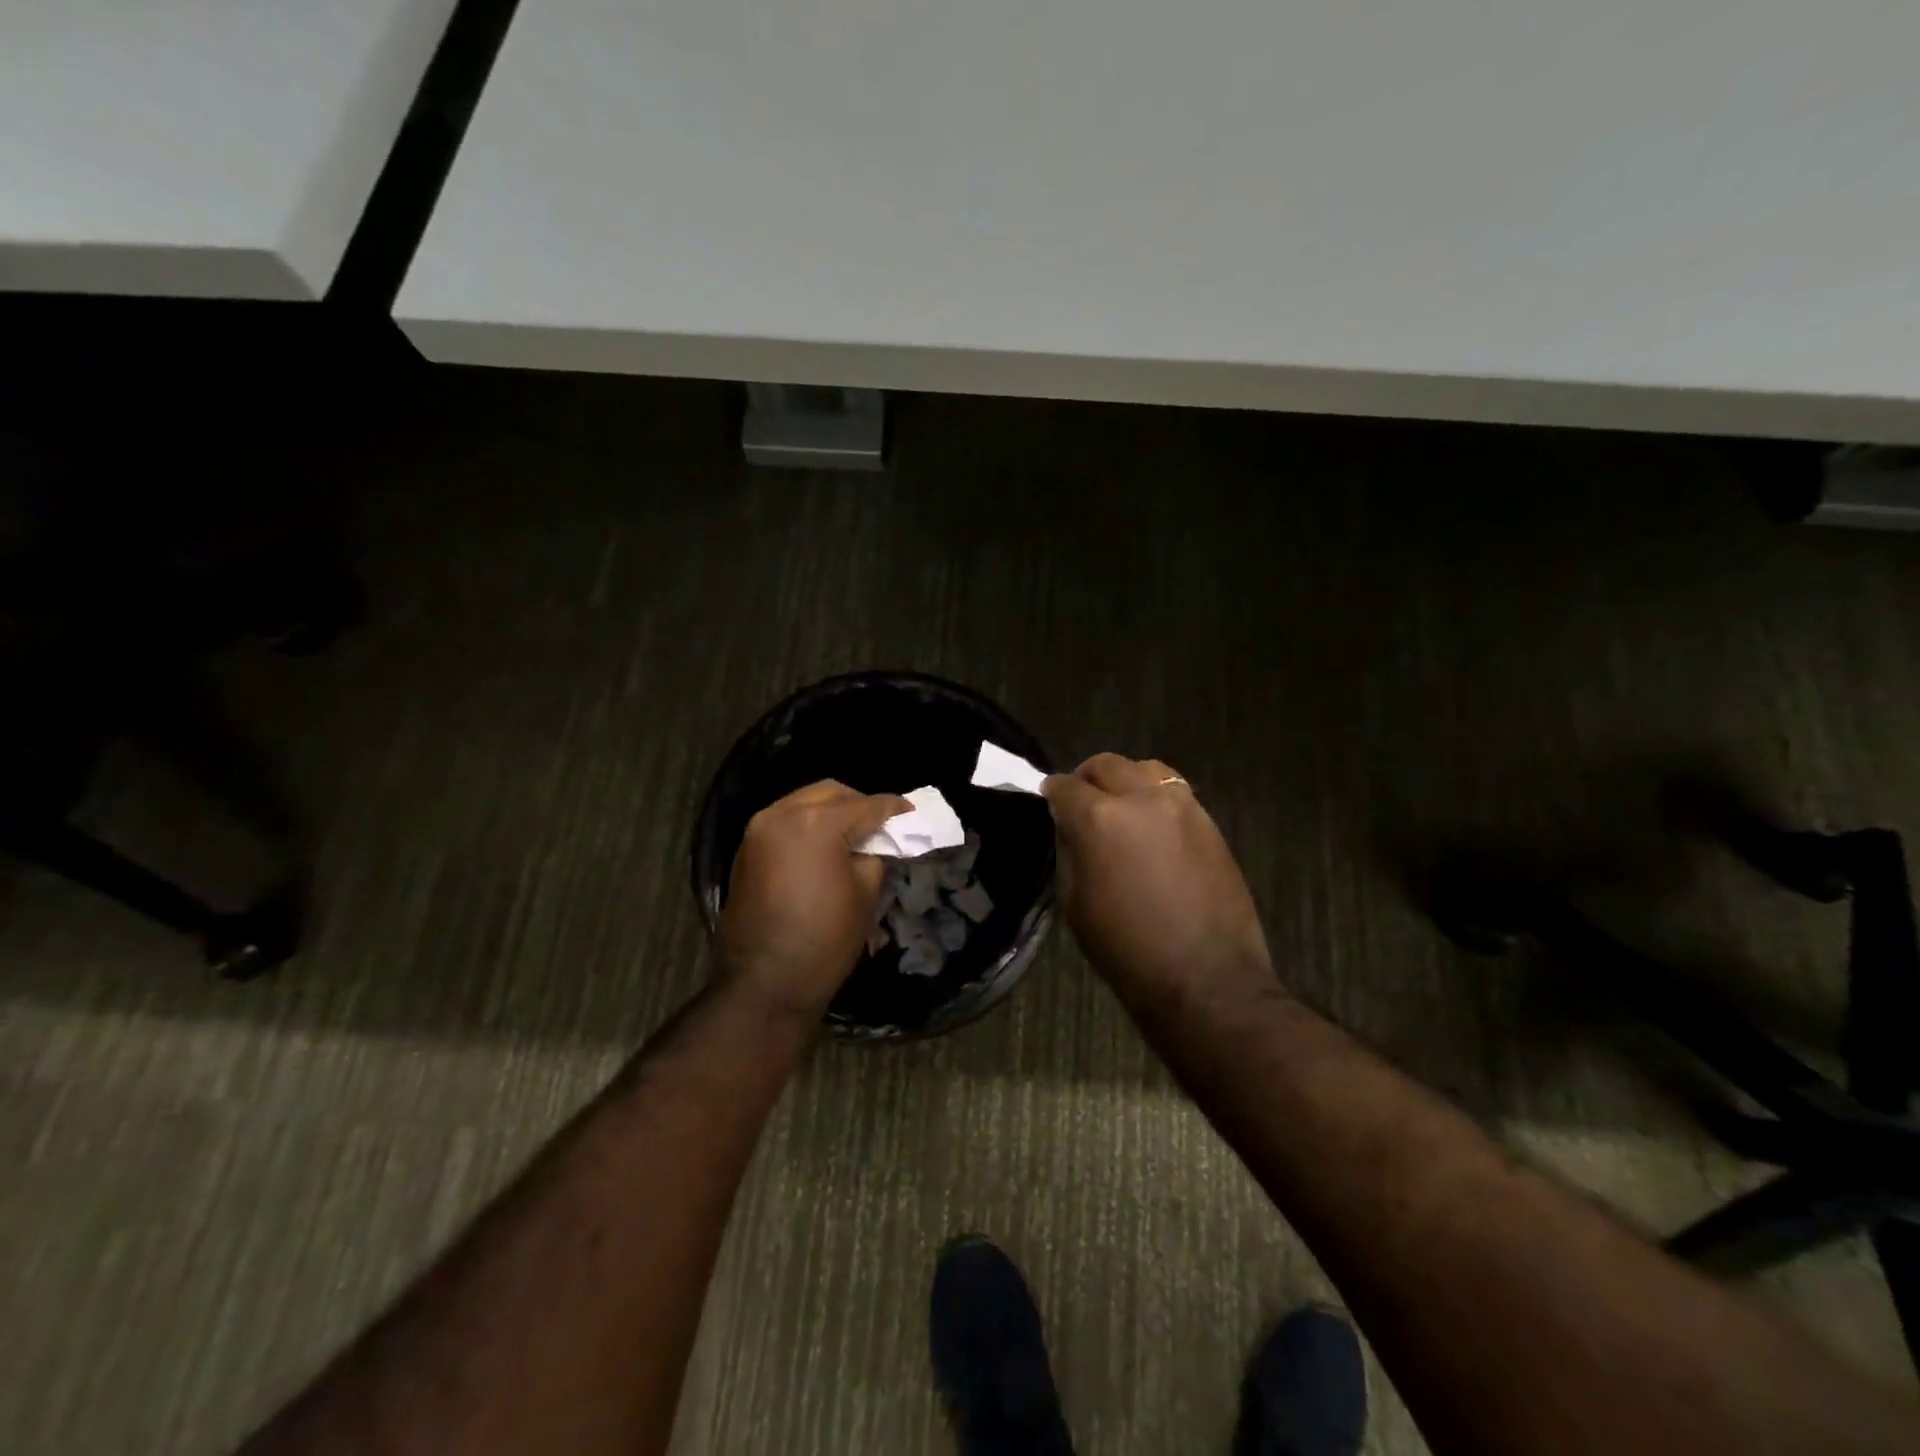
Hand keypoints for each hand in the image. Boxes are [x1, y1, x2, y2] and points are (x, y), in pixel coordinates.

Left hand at [717, 781, 911, 1018]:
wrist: (764, 983)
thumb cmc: (825, 939)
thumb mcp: (866, 893)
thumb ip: (875, 855)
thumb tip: (876, 843)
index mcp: (817, 823)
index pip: (866, 806)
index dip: (894, 808)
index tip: (912, 812)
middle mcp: (783, 814)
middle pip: (831, 793)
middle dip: (859, 804)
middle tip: (881, 825)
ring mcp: (758, 830)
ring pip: (803, 803)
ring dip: (830, 812)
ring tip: (852, 835)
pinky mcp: (746, 850)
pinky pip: (784, 822)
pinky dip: (806, 826)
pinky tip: (823, 847)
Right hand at [1043, 753, 1273, 1006]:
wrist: (1205, 978)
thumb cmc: (1126, 949)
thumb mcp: (1075, 902)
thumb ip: (1070, 851)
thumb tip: (1070, 825)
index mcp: (1099, 819)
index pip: (1064, 786)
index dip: (1052, 793)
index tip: (1049, 801)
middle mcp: (1141, 799)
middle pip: (1106, 765)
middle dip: (1087, 778)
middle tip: (1081, 801)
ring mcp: (1181, 806)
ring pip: (1145, 770)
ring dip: (1125, 781)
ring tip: (1120, 806)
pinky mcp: (1209, 822)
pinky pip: (1174, 792)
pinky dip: (1155, 798)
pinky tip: (1151, 826)